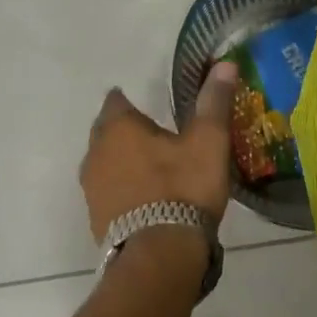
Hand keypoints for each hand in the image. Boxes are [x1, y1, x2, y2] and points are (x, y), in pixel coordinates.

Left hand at [81, 63, 239, 241]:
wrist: (160, 254)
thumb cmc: (183, 188)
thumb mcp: (208, 141)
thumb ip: (213, 102)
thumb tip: (224, 63)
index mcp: (118, 127)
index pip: (117, 100)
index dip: (132, 99)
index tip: (152, 105)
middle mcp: (96, 152)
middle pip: (107, 132)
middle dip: (126, 131)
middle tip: (156, 135)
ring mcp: (92, 188)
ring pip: (105, 163)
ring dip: (123, 161)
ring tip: (153, 167)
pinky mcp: (95, 217)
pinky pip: (109, 191)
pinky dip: (123, 189)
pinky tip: (146, 198)